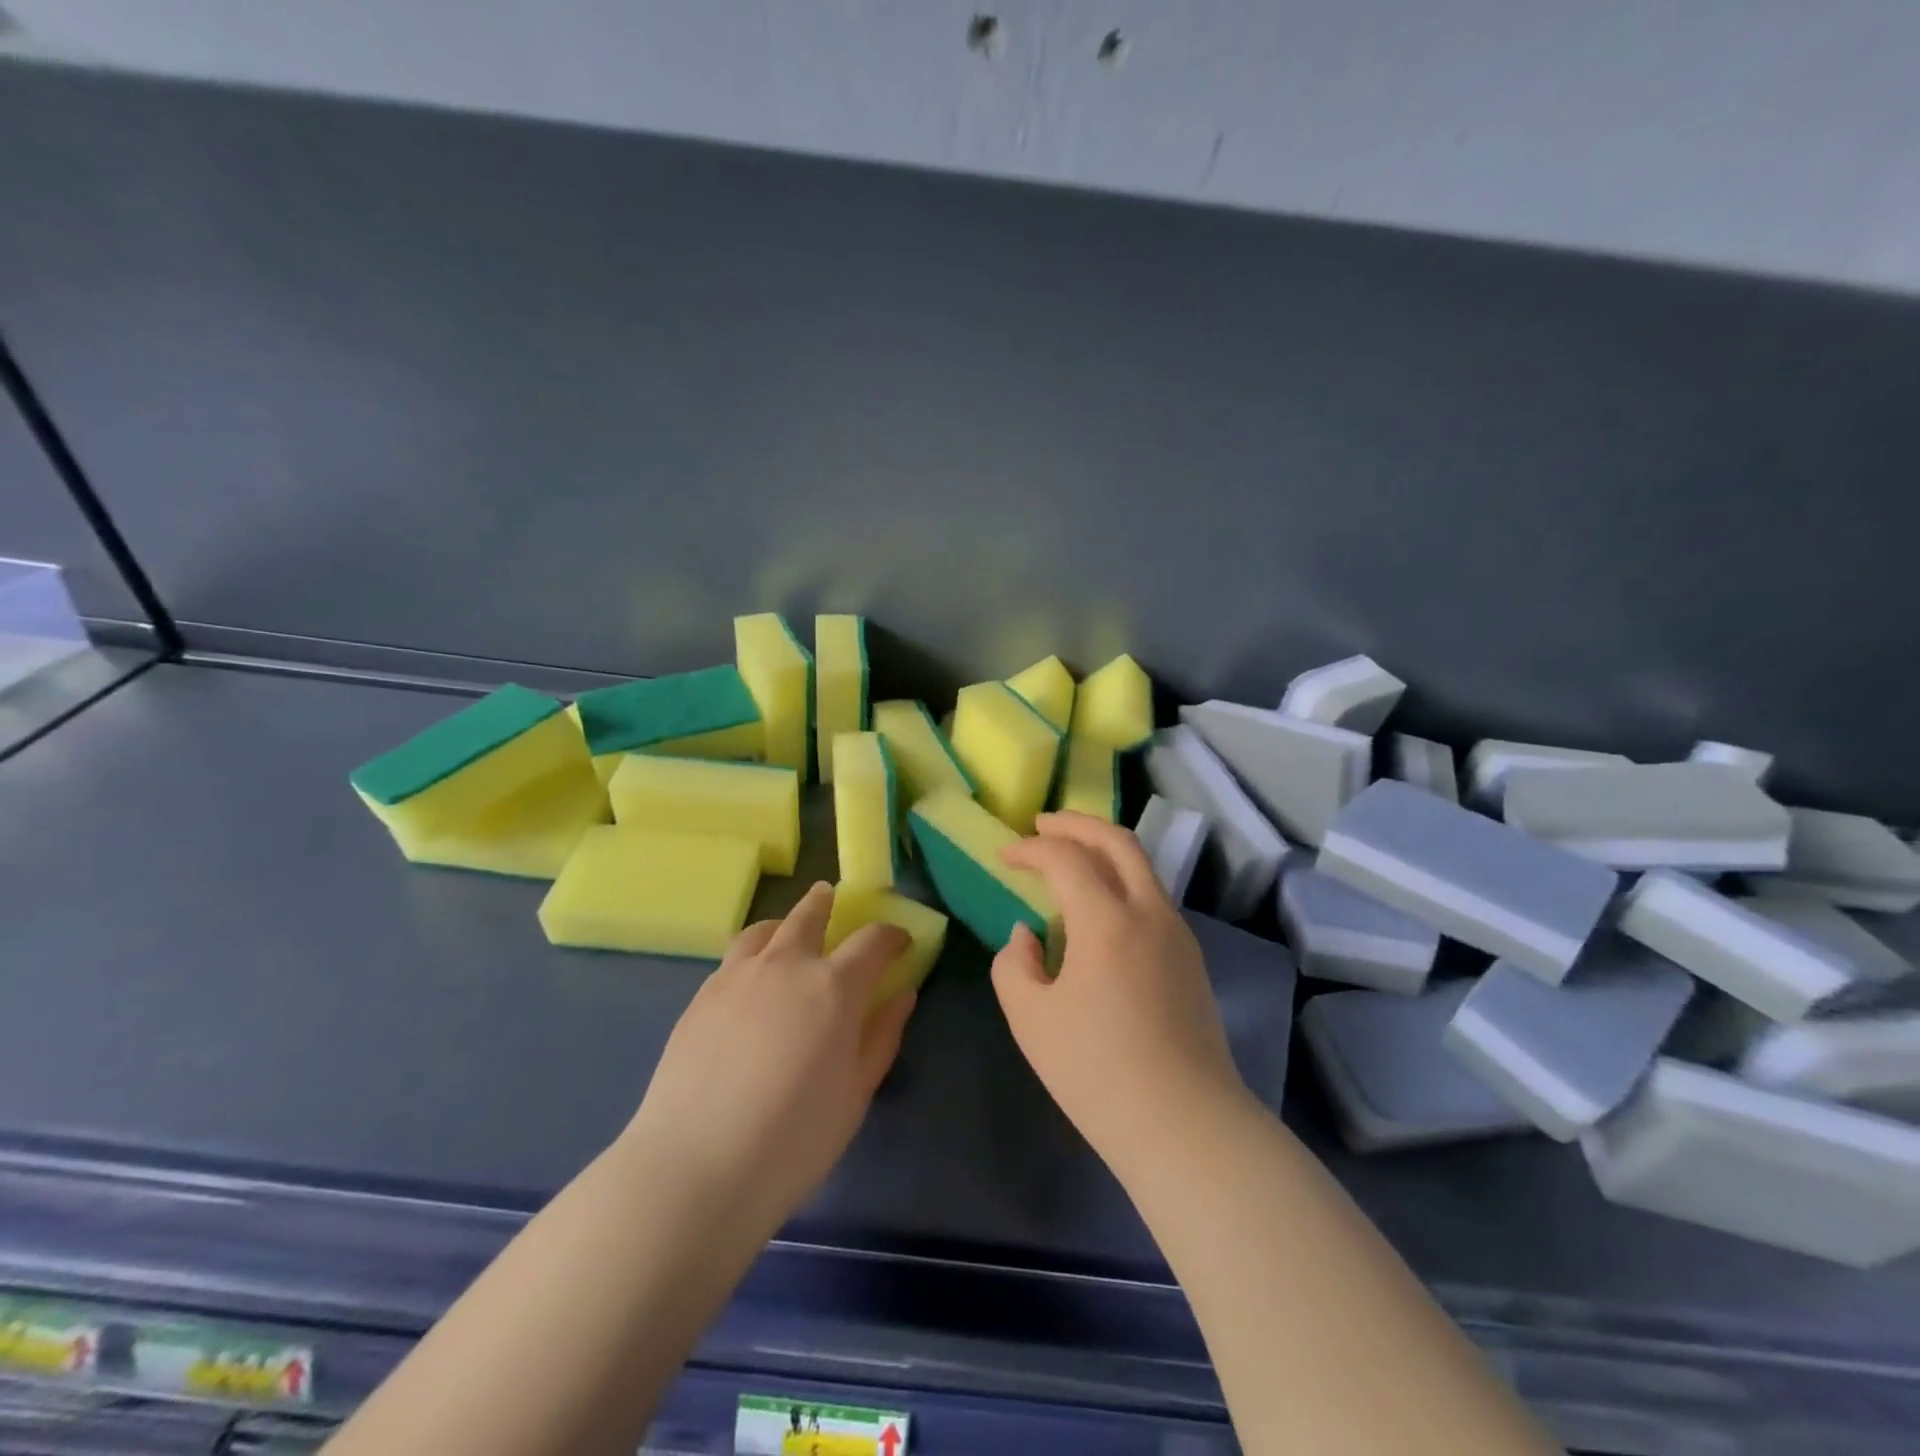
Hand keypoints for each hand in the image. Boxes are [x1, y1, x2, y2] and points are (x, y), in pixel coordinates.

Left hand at [622, 884, 914, 1232]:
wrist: (695, 1167)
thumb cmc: (793, 1139)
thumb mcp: (856, 1094)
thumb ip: (882, 1036)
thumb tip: (903, 994)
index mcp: (834, 986)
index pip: (873, 940)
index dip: (892, 936)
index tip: (900, 943)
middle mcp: (786, 965)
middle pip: (810, 914)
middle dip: (826, 903)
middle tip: (833, 898)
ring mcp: (738, 976)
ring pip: (765, 928)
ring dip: (784, 922)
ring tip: (787, 931)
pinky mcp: (701, 996)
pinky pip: (733, 956)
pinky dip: (752, 951)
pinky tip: (751, 979)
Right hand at [993, 813, 1249, 1173]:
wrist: (1186, 1126)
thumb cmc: (1097, 1072)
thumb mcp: (1031, 1020)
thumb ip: (1014, 965)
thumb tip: (1028, 935)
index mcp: (1107, 921)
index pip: (1066, 859)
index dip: (1030, 849)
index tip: (1005, 856)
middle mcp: (1149, 912)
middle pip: (1118, 841)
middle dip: (1077, 824)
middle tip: (1043, 823)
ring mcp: (1178, 934)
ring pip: (1141, 867)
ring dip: (1103, 849)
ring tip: (1070, 856)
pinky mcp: (1190, 959)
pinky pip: (1152, 896)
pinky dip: (1120, 880)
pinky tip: (1099, 907)